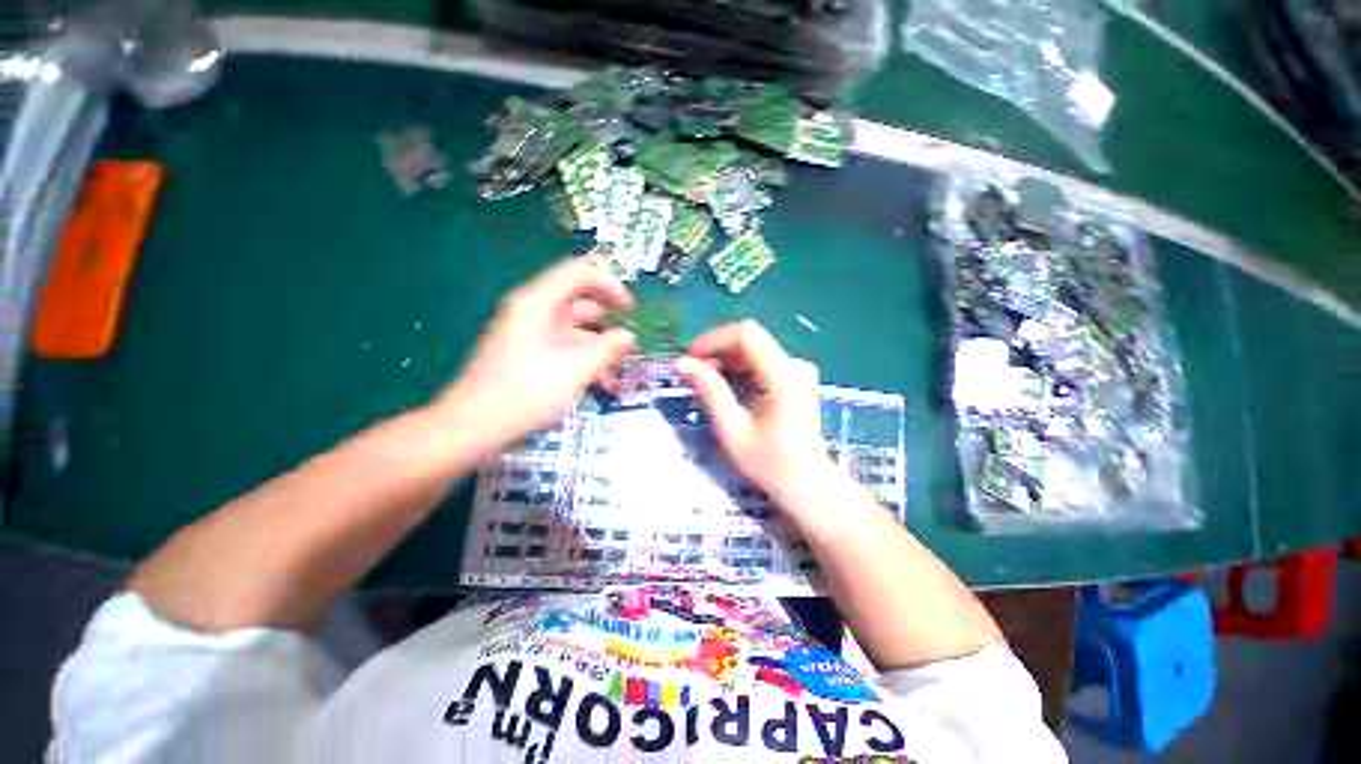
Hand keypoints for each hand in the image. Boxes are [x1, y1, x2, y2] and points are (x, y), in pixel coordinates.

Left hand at [434, 259, 633, 447]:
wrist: (473, 425)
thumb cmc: (525, 393)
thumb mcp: (575, 370)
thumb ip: (607, 348)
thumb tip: (628, 336)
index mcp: (537, 302)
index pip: (578, 273)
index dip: (609, 284)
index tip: (630, 308)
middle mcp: (532, 310)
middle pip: (577, 300)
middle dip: (607, 319)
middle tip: (628, 339)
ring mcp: (528, 331)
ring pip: (573, 327)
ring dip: (597, 344)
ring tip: (617, 367)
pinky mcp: (527, 351)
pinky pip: (562, 344)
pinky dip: (581, 356)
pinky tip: (599, 380)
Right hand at [676, 320, 835, 504]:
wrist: (807, 484)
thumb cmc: (769, 463)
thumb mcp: (731, 429)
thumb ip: (709, 390)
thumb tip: (682, 363)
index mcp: (783, 375)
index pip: (746, 334)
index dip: (714, 339)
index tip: (690, 358)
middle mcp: (795, 365)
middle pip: (750, 339)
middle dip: (717, 351)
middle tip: (693, 374)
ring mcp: (798, 370)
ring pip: (754, 349)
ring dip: (726, 361)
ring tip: (706, 383)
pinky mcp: (796, 378)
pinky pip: (762, 361)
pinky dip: (740, 369)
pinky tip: (727, 388)